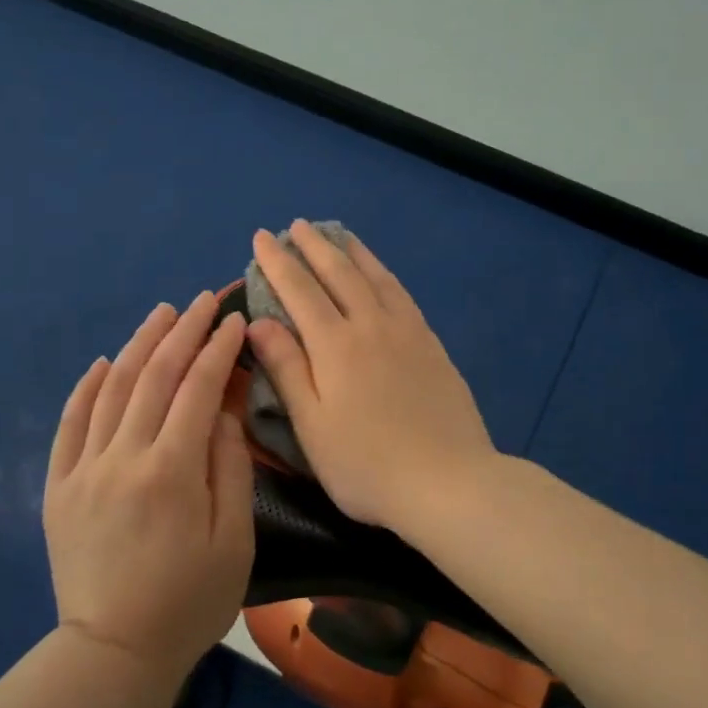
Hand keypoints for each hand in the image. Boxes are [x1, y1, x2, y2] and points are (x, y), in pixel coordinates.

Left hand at [44, 293, 253, 682]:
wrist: (114, 654)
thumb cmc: (190, 602)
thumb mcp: (235, 541)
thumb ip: (231, 469)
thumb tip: (225, 412)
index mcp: (171, 471)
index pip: (198, 389)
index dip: (218, 350)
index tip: (234, 321)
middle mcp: (123, 457)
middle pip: (155, 377)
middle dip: (183, 332)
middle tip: (203, 301)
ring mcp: (84, 469)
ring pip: (112, 390)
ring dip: (139, 345)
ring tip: (162, 314)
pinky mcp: (58, 487)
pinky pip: (70, 424)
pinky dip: (87, 387)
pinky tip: (105, 362)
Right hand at [245, 221, 497, 531]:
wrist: (449, 482)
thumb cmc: (367, 465)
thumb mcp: (312, 426)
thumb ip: (287, 369)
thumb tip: (258, 322)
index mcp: (335, 346)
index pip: (299, 290)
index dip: (278, 262)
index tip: (262, 238)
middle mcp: (371, 326)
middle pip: (339, 273)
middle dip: (314, 246)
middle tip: (296, 225)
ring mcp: (407, 332)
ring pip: (375, 277)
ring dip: (351, 252)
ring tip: (337, 234)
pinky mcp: (432, 344)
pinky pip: (402, 294)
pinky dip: (384, 274)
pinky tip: (381, 274)